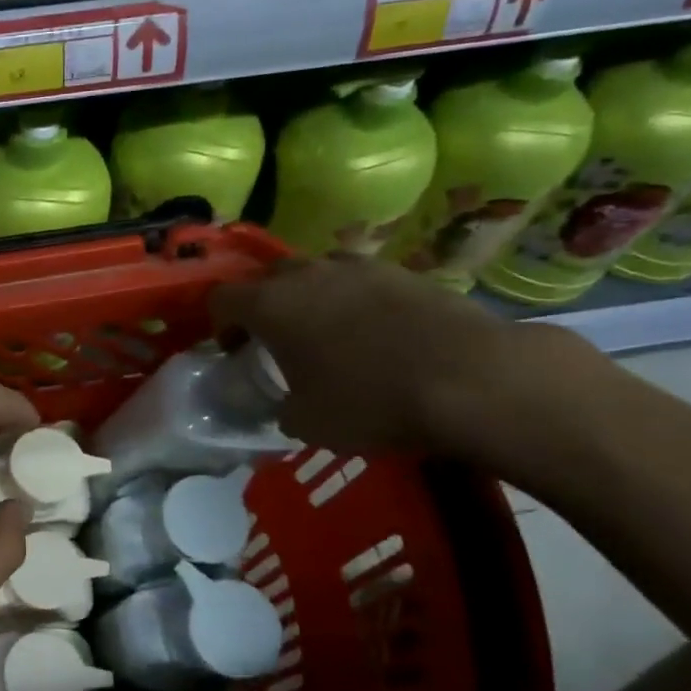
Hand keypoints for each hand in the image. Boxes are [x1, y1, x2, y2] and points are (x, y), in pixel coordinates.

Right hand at [209, 255, 584, 455]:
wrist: (470, 379)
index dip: (219, 324)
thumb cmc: (369, 401)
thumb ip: (281, 407)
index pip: (221, 298)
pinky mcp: (405, 272)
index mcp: (271, 305)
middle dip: (263, 304)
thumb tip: (286, 404)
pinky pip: (361, 280)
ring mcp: (360, 268)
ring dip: (310, 297)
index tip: (233, 351)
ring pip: (317, 272)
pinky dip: (354, 300)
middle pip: (268, 277)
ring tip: (327, 333)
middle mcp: (308, 275)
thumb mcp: (306, 423)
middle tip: (275, 340)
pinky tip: (374, 332)